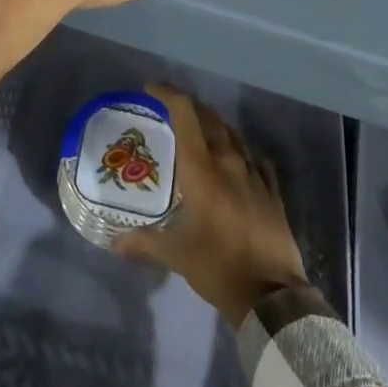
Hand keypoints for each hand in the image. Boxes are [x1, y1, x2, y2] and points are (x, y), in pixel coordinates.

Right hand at [119, 83, 308, 327]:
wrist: (271, 296)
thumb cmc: (218, 267)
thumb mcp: (176, 255)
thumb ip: (145, 243)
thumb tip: (115, 244)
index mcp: (202, 167)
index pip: (184, 112)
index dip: (167, 93)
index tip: (150, 90)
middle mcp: (228, 160)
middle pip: (209, 117)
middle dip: (188, 107)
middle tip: (170, 112)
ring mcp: (254, 173)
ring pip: (232, 134)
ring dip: (214, 126)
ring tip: (199, 133)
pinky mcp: (272, 190)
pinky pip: (254, 158)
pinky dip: (240, 151)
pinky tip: (236, 161)